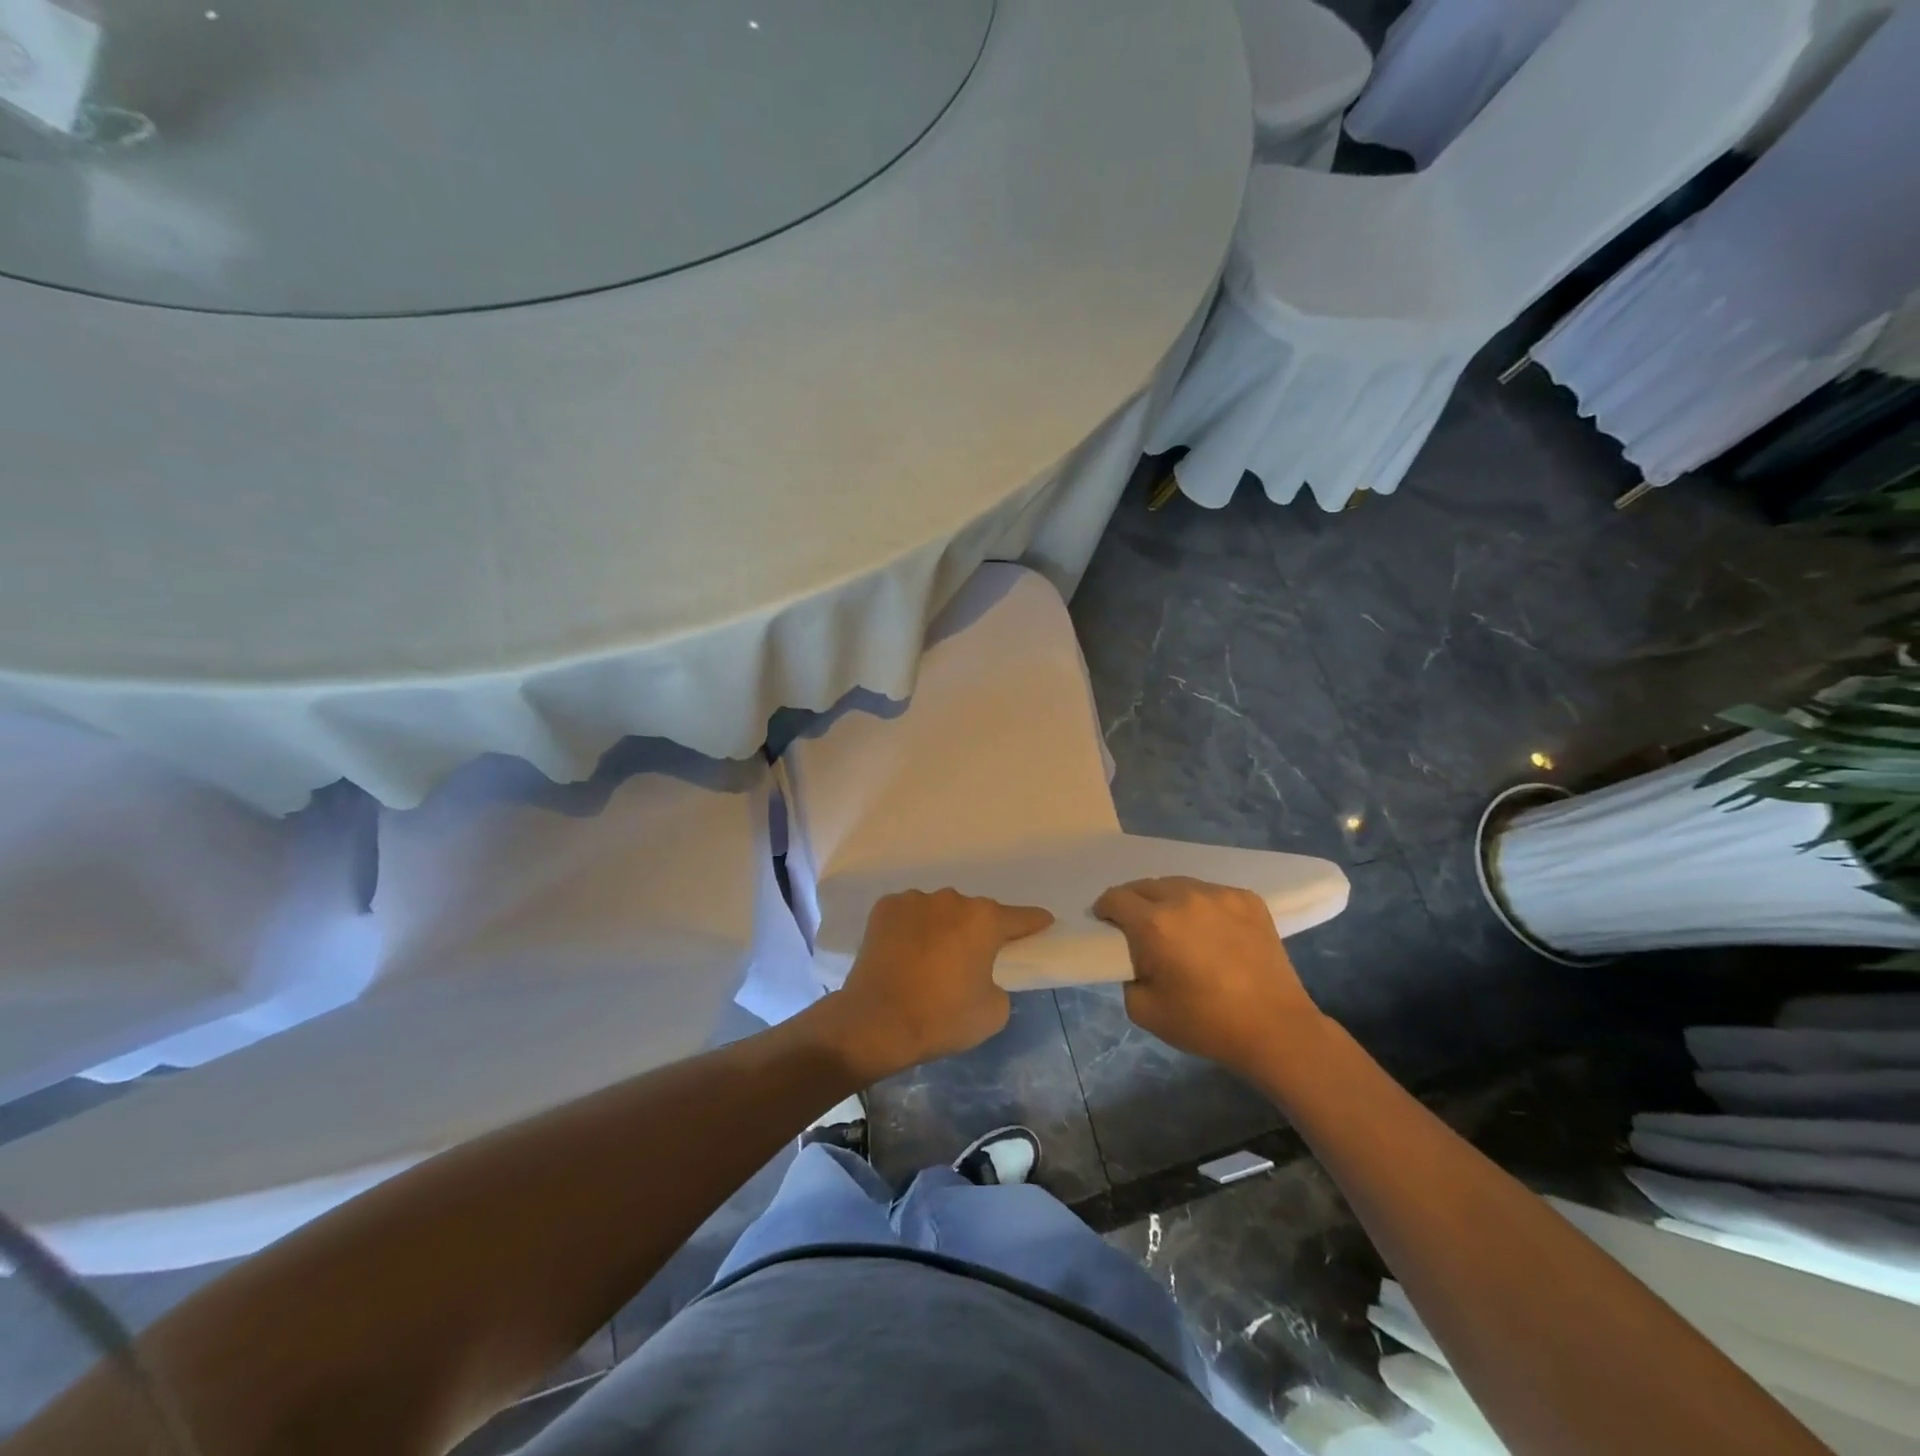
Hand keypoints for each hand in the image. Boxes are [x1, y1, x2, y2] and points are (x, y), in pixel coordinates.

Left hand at [816, 889, 1052, 1081]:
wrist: (875, 1022)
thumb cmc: (941, 1017)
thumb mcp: (994, 1012)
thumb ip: (999, 982)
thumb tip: (983, 973)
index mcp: (984, 920)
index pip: (1020, 917)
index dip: (1034, 923)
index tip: (1043, 924)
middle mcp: (952, 899)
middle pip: (975, 913)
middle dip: (978, 931)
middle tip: (971, 961)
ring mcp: (915, 900)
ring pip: (940, 911)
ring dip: (943, 928)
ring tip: (931, 959)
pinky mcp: (885, 907)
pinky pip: (910, 914)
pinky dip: (913, 928)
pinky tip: (905, 953)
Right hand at [1093, 877, 1322, 1075]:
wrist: (1275, 1028)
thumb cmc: (1205, 1023)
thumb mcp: (1143, 1010)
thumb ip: (1127, 975)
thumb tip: (1136, 957)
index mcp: (1154, 923)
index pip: (1115, 898)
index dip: (1105, 910)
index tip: (1106, 924)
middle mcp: (1184, 898)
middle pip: (1144, 885)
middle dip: (1134, 902)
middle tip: (1139, 928)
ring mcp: (1219, 895)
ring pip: (1178, 885)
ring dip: (1168, 900)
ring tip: (1176, 926)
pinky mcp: (1248, 899)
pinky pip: (1211, 893)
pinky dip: (1202, 906)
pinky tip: (1211, 931)